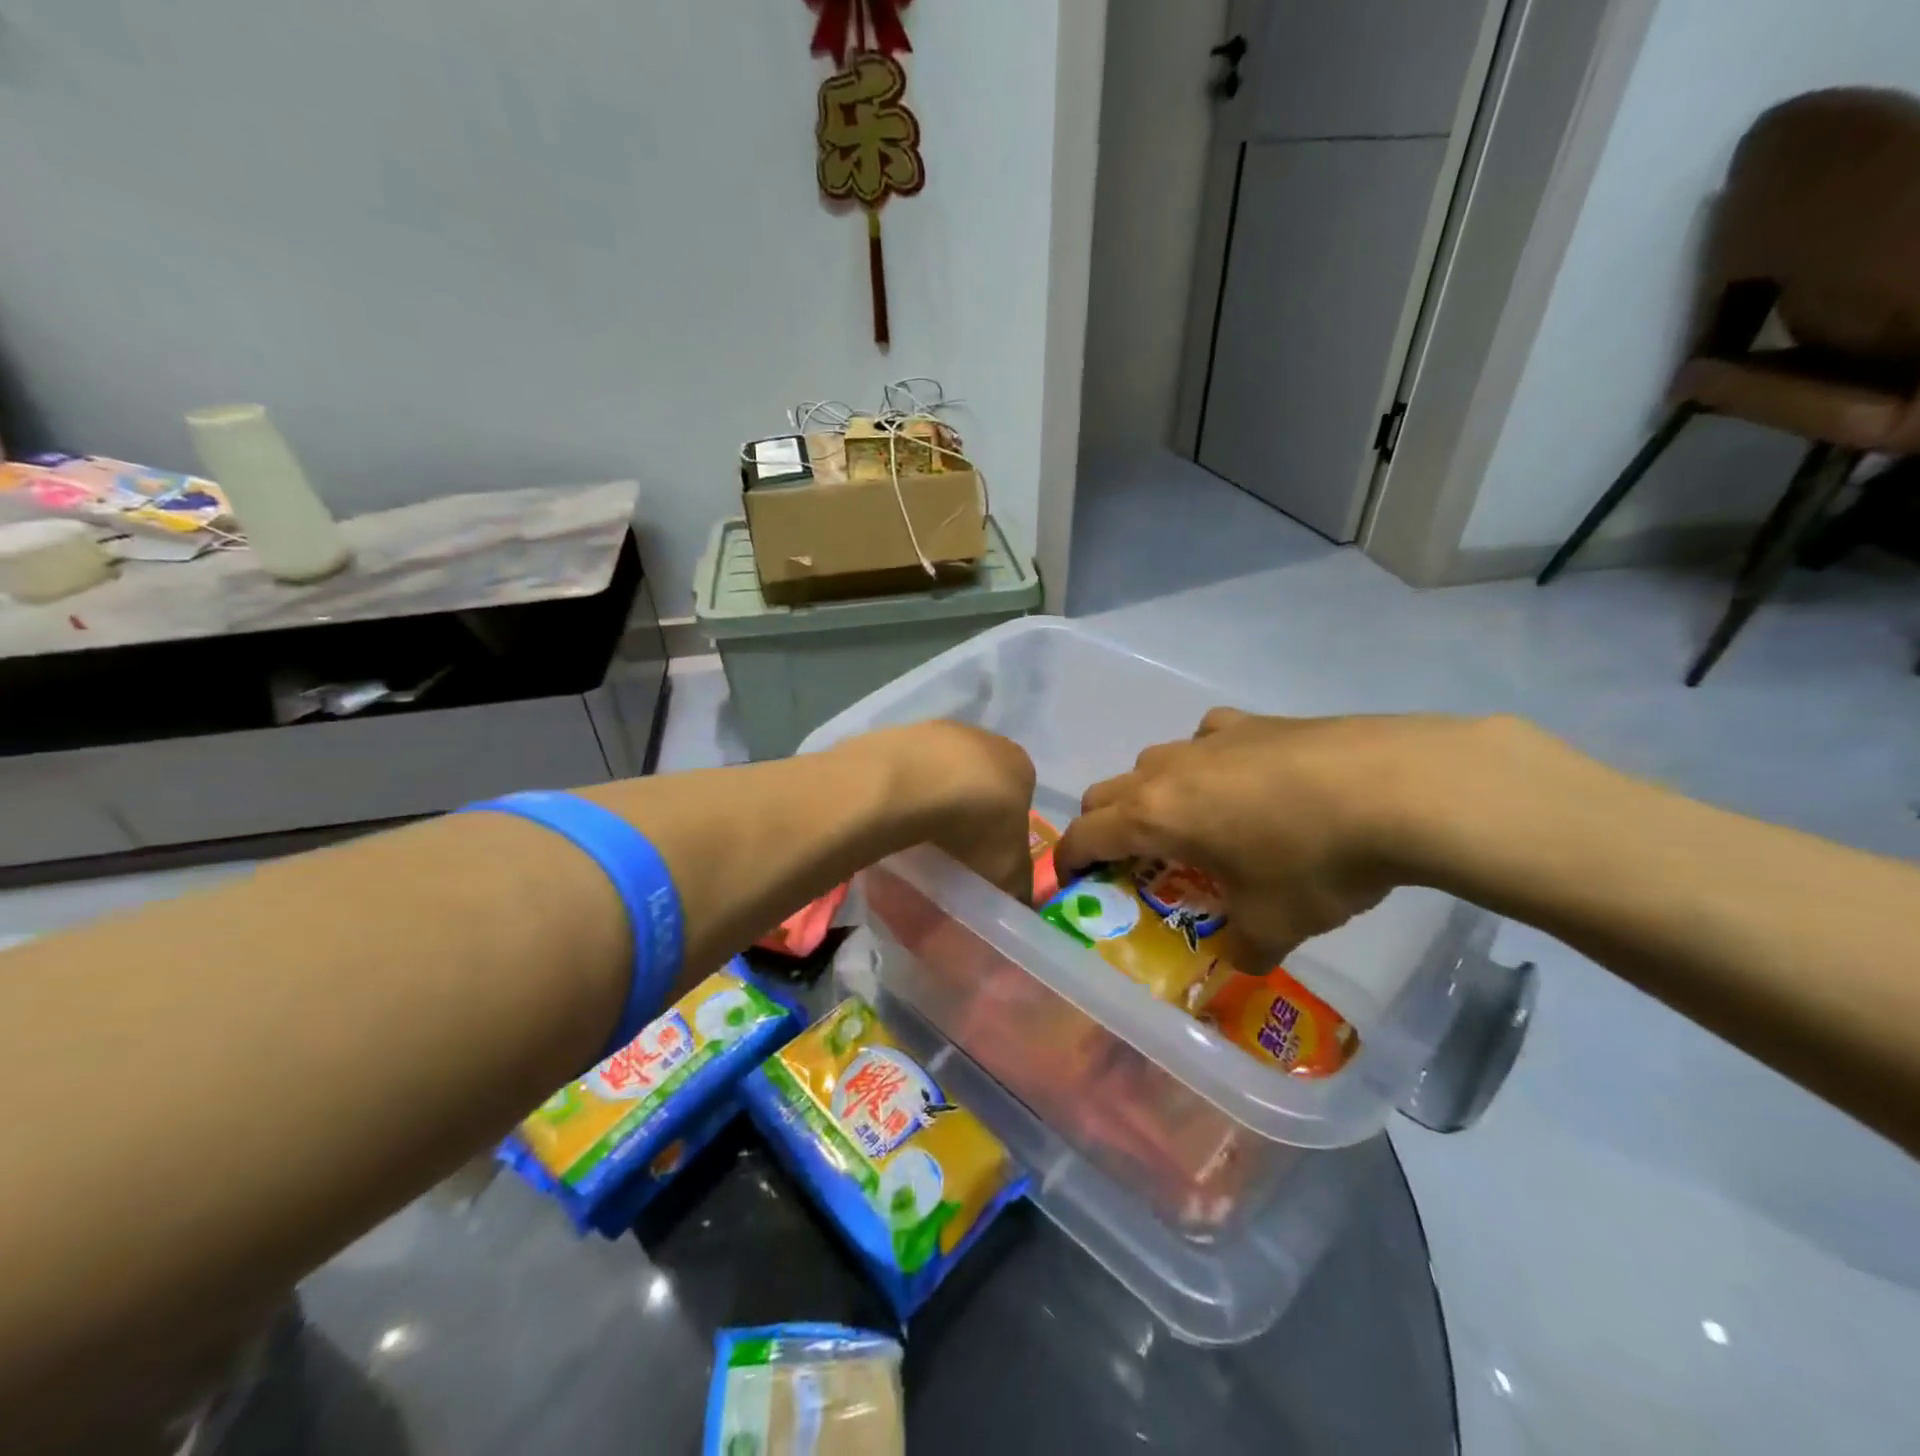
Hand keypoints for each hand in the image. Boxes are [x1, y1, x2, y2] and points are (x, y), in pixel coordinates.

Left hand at [860, 721, 1037, 900]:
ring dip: (934, 798)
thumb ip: (1018, 887)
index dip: (1002, 833)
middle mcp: (987, 739)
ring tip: (918, 834)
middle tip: (950, 849)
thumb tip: (1020, 901)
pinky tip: (894, 812)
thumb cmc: (974, 827)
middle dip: (968, 812)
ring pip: (942, 772)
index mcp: (1022, 767)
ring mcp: (941, 731)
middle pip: (981, 782)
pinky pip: (908, 769)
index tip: (984, 859)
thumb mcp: (1007, 872)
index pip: (1019, 802)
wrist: (912, 785)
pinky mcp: (901, 732)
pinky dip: (904, 789)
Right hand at [1056, 708, 1505, 963]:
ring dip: (1153, 795)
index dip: (1069, 861)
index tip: (1072, 883)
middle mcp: (1167, 771)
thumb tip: (1237, 963)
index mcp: (1154, 816)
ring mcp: (1209, 739)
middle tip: (1133, 862)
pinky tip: (1242, 780)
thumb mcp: (1275, 924)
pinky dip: (1205, 762)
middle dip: (1106, 828)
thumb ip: (1243, 948)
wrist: (1396, 787)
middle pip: (1107, 793)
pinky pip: (1205, 740)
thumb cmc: (1313, 861)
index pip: (1084, 835)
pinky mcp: (1251, 721)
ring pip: (1154, 764)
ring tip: (1193, 824)